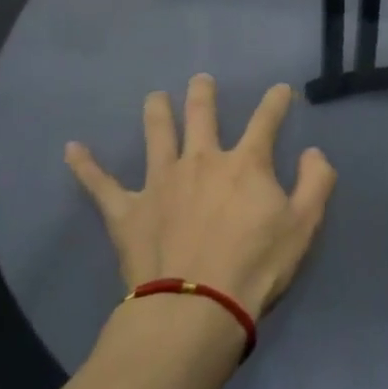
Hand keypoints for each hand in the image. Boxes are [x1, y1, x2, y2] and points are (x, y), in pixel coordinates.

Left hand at [64, 75, 335, 319]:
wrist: (196, 308)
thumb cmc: (257, 266)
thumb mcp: (305, 225)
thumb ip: (316, 182)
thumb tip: (313, 152)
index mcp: (245, 164)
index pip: (266, 120)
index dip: (276, 102)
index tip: (281, 89)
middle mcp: (201, 161)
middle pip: (201, 116)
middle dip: (203, 94)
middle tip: (201, 80)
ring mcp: (161, 183)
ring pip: (157, 136)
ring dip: (156, 113)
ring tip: (154, 97)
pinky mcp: (128, 211)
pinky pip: (102, 185)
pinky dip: (86, 166)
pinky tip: (72, 149)